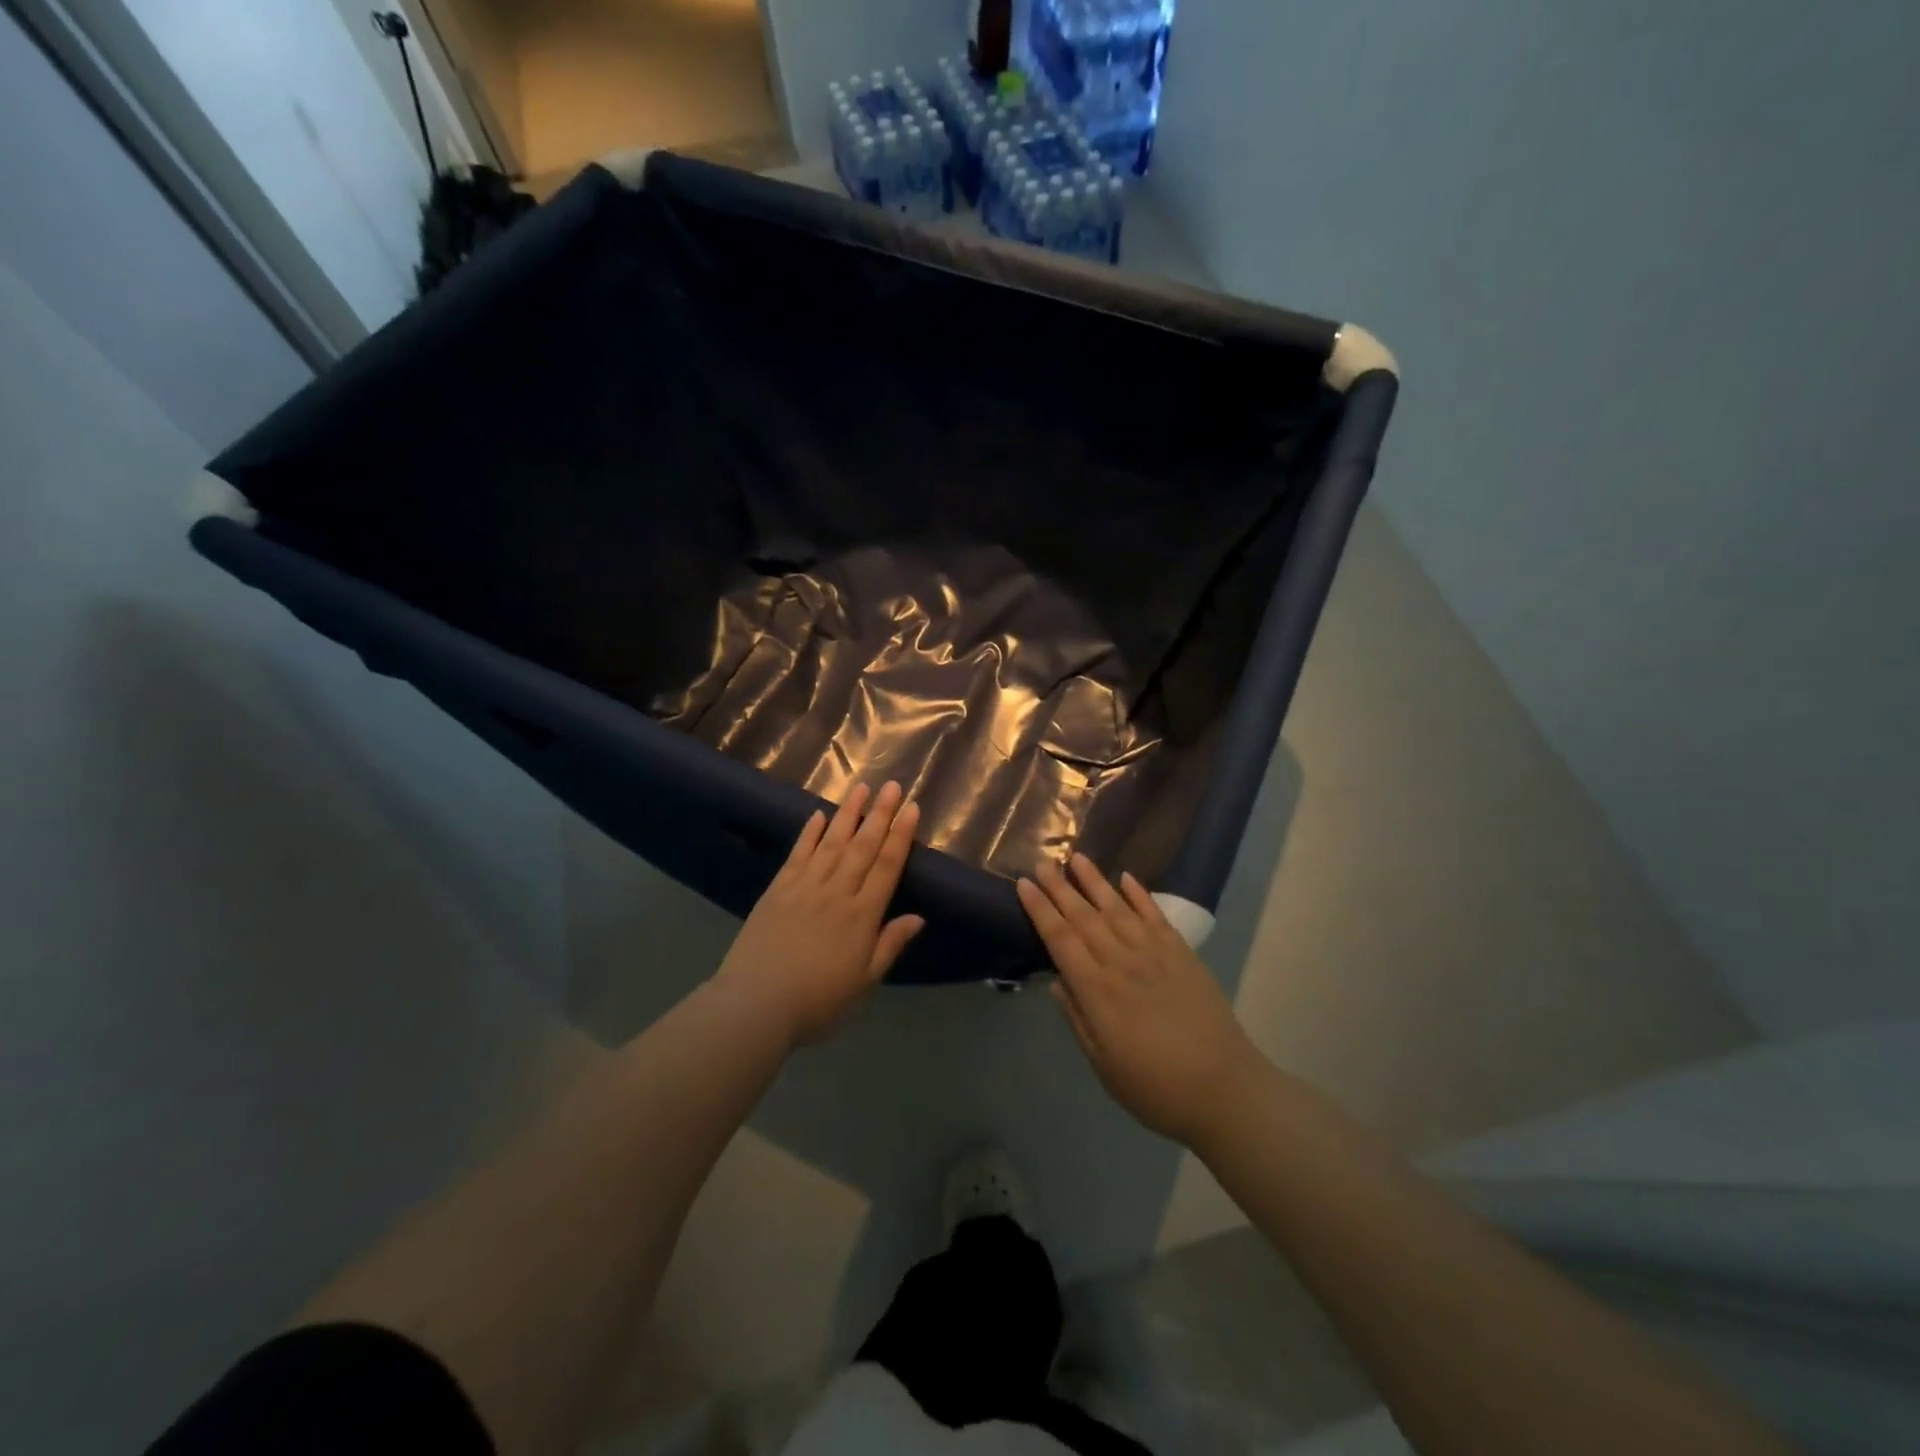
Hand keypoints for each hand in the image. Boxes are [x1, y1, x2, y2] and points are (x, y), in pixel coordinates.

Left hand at [714, 782, 924, 1046]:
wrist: (757, 1004)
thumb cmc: (818, 1001)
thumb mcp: (864, 982)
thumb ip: (889, 945)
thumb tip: (918, 917)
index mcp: (862, 916)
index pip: (887, 866)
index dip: (901, 836)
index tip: (911, 808)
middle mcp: (837, 892)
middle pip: (863, 846)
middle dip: (880, 814)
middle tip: (892, 785)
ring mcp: (805, 887)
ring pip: (832, 842)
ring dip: (848, 814)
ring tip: (861, 787)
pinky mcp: (778, 890)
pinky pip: (798, 854)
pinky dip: (809, 833)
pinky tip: (819, 815)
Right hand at [1018, 856, 1265, 1145]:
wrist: (1224, 1089)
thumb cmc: (1155, 1087)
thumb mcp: (1103, 1065)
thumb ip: (1078, 1019)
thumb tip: (1058, 982)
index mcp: (1097, 990)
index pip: (1060, 939)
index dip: (1040, 910)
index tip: (1024, 884)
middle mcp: (1121, 962)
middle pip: (1084, 916)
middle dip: (1060, 888)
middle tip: (1042, 863)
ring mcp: (1154, 953)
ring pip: (1117, 908)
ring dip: (1095, 881)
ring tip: (1077, 857)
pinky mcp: (1182, 954)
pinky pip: (1155, 915)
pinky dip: (1140, 894)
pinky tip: (1126, 878)